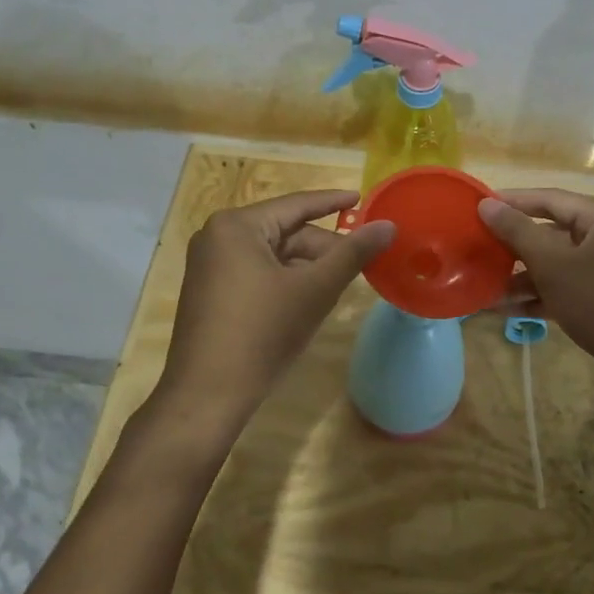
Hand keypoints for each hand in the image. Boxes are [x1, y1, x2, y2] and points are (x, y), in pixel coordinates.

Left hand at [157, 189, 393, 434]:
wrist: (207, 395)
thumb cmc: (262, 333)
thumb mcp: (315, 290)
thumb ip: (352, 253)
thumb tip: (387, 225)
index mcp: (237, 226)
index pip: (296, 205)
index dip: (332, 202)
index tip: (361, 198)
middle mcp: (217, 236)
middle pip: (284, 232)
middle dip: (323, 247)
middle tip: (360, 260)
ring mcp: (209, 265)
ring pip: (272, 255)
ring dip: (306, 267)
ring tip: (340, 284)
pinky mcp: (210, 291)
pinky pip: (256, 272)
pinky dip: (285, 280)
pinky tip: (309, 299)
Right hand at [478, 189, 593, 387]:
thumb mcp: (555, 266)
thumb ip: (518, 232)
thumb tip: (487, 204)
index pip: (549, 198)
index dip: (511, 201)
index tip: (477, 207)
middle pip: (553, 231)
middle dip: (514, 245)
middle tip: (477, 248)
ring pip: (558, 263)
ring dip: (522, 276)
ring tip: (483, 287)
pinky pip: (568, 287)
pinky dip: (541, 295)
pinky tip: (506, 310)